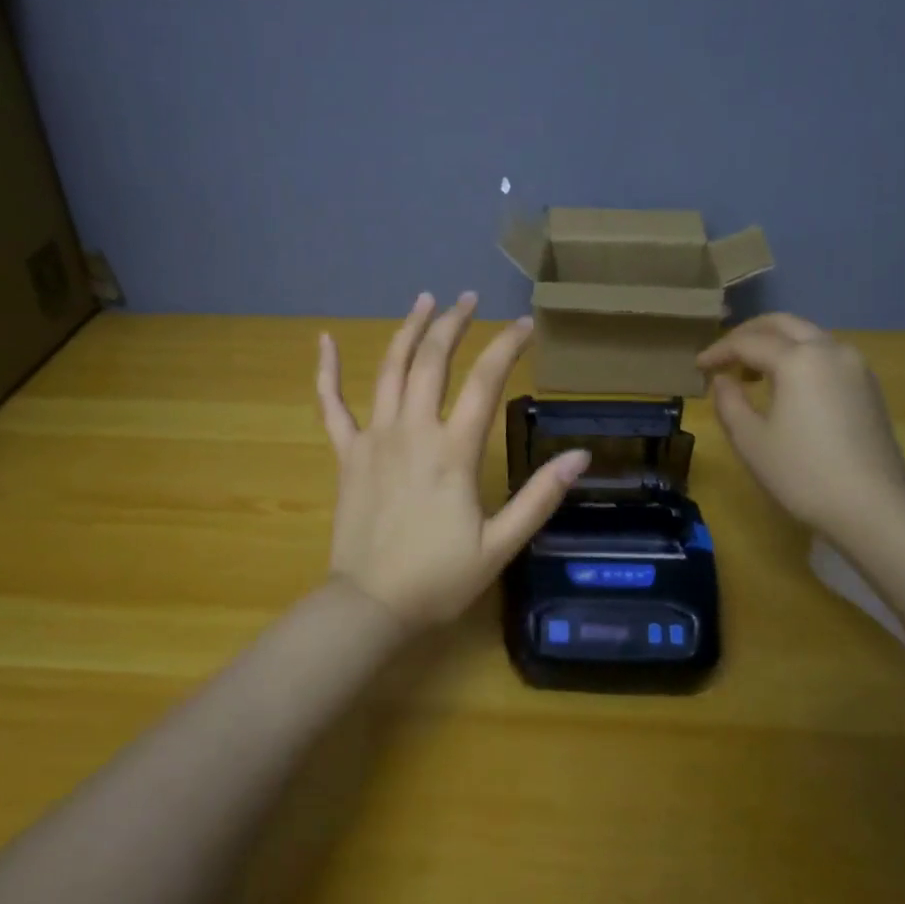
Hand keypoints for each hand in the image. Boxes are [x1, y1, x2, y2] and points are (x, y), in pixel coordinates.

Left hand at [317, 293, 590, 625]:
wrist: (371, 605)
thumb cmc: (438, 578)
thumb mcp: (500, 545)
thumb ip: (539, 497)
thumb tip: (580, 455)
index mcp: (453, 451)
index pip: (484, 382)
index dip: (506, 347)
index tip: (524, 324)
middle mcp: (412, 431)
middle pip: (432, 361)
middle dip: (452, 323)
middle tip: (467, 298)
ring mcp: (374, 439)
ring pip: (389, 370)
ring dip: (407, 331)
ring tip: (424, 301)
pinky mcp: (347, 454)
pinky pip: (331, 406)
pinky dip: (326, 372)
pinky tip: (324, 341)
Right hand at [697, 313, 904, 539]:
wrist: (871, 508)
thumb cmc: (801, 474)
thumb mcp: (750, 440)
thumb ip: (729, 401)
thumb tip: (722, 380)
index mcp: (799, 360)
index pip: (748, 343)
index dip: (718, 352)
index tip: (698, 367)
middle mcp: (830, 351)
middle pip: (784, 324)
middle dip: (749, 334)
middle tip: (724, 355)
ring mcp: (855, 367)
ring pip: (809, 336)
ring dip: (777, 343)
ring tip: (752, 370)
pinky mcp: (868, 386)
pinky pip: (827, 355)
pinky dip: (800, 357)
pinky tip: (786, 384)